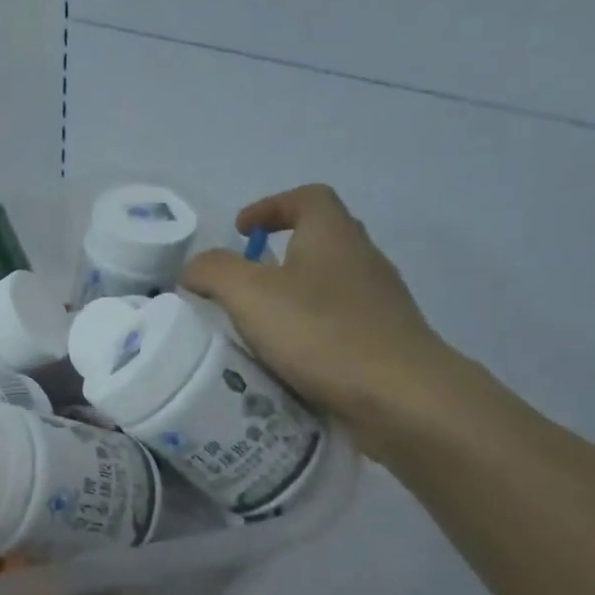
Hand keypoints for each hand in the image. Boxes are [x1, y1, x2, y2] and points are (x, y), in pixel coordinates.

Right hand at [182, 186, 456, 453]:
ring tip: (258, 327)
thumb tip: (194, 267)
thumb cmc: (321, 332)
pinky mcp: (384, 341)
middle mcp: (363, 258)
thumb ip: (214, 272)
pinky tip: (288, 360)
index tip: (240, 231)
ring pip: (329, 285)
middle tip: (244, 282)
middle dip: (280, 254)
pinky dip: (310, 333)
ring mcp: (379, 302)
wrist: (399, 396)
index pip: (307, 198)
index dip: (271, 207)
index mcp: (333, 235)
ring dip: (294, 297)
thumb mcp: (249, 295)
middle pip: (321, 239)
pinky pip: (338, 324)